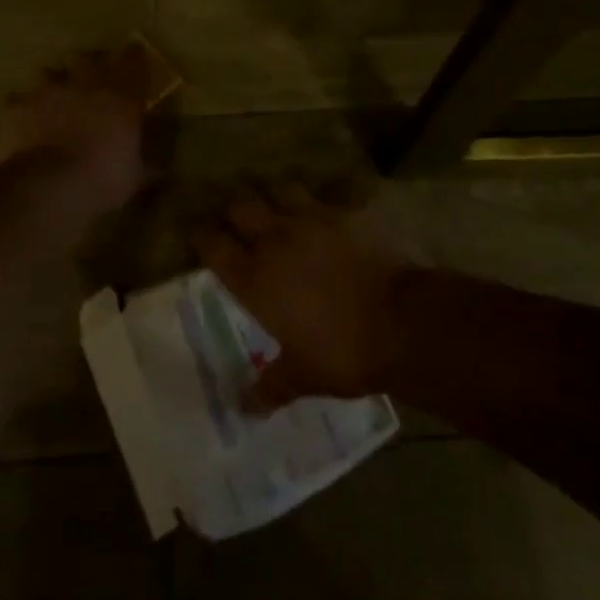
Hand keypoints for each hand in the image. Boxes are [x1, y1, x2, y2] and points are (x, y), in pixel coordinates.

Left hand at [0, 45, 150, 212]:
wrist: (48, 187)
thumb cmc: (103, 179)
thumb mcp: (135, 178)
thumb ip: (147, 167)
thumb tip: (162, 171)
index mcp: (121, 96)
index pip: (133, 60)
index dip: (133, 57)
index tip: (134, 57)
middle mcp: (85, 84)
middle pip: (86, 59)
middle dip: (87, 67)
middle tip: (88, 82)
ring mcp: (47, 91)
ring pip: (49, 73)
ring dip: (53, 84)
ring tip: (53, 100)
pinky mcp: (17, 106)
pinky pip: (18, 100)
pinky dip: (23, 109)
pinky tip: (24, 122)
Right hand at [192, 183, 412, 411]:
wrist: (402, 322)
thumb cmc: (344, 352)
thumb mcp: (304, 376)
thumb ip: (271, 386)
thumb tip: (244, 408)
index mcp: (255, 278)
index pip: (213, 245)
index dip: (201, 236)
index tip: (196, 233)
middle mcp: (276, 240)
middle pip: (241, 206)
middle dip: (235, 210)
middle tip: (237, 219)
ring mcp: (312, 220)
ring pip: (281, 191)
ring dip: (276, 198)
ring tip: (281, 209)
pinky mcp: (346, 213)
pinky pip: (326, 200)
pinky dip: (322, 206)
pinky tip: (328, 216)